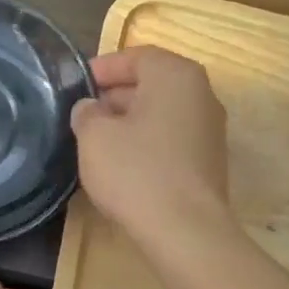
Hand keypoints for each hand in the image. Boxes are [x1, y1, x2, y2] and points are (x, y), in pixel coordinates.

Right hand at [70, 46, 233, 252]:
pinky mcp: (209, 161)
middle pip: (153, 83)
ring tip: (98, 140)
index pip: (137, 57)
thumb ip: (87, 113)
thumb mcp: (94, 136)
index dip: (104, 68)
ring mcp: (210, 130)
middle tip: (84, 112)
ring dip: (131, 120)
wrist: (185, 230)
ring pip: (162, 113)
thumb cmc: (136, 172)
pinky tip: (124, 163)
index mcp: (175, 75)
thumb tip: (91, 108)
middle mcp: (201, 94)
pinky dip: (147, 142)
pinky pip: (172, 139)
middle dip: (117, 95)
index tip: (78, 84)